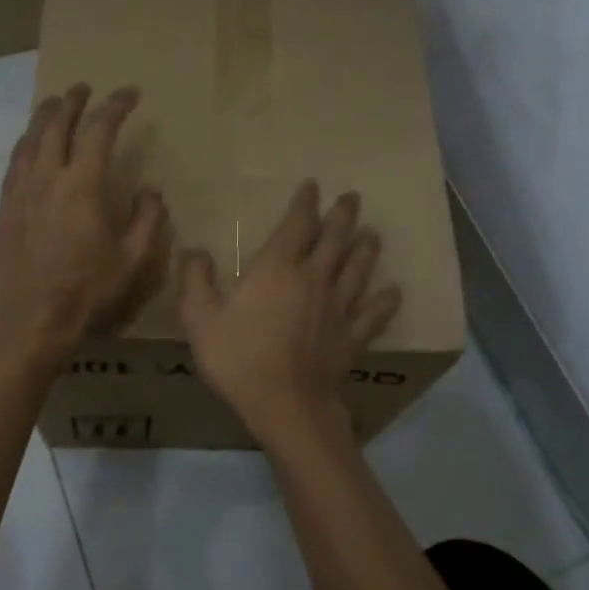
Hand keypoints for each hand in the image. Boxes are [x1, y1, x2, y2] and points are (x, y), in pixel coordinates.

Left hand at [0, 84, 168, 358]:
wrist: (31, 318)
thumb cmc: (88, 290)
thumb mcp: (134, 260)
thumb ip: (148, 220)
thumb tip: (150, 191)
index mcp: (83, 186)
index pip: (100, 130)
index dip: (116, 106)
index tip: (131, 95)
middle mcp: (48, 178)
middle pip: (57, 125)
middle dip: (72, 102)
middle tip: (84, 89)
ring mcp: (21, 192)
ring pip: (30, 140)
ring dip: (44, 117)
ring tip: (54, 105)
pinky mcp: (4, 209)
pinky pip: (14, 164)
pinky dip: (26, 145)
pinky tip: (29, 146)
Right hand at [177, 180, 400, 439]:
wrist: (284, 403)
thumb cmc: (239, 357)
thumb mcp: (199, 318)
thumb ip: (196, 280)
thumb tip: (195, 250)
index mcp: (277, 268)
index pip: (297, 225)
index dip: (305, 203)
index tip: (313, 186)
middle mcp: (314, 278)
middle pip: (334, 240)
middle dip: (342, 216)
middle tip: (352, 198)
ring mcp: (338, 307)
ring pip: (357, 270)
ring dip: (365, 249)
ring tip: (372, 234)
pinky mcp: (352, 336)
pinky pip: (373, 314)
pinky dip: (384, 302)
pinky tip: (393, 292)